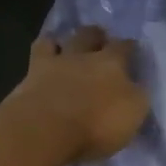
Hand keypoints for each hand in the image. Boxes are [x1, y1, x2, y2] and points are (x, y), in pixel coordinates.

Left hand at [9, 26, 149, 162]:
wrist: (45, 129)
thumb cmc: (96, 124)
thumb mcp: (133, 114)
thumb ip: (136, 95)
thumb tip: (136, 86)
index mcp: (112, 63)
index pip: (125, 47)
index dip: (129, 47)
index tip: (132, 49)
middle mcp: (83, 55)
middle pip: (90, 36)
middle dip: (96, 35)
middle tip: (100, 40)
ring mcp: (54, 63)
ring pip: (59, 40)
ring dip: (64, 40)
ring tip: (66, 44)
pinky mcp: (30, 75)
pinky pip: (38, 52)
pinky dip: (43, 51)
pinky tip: (43, 56)